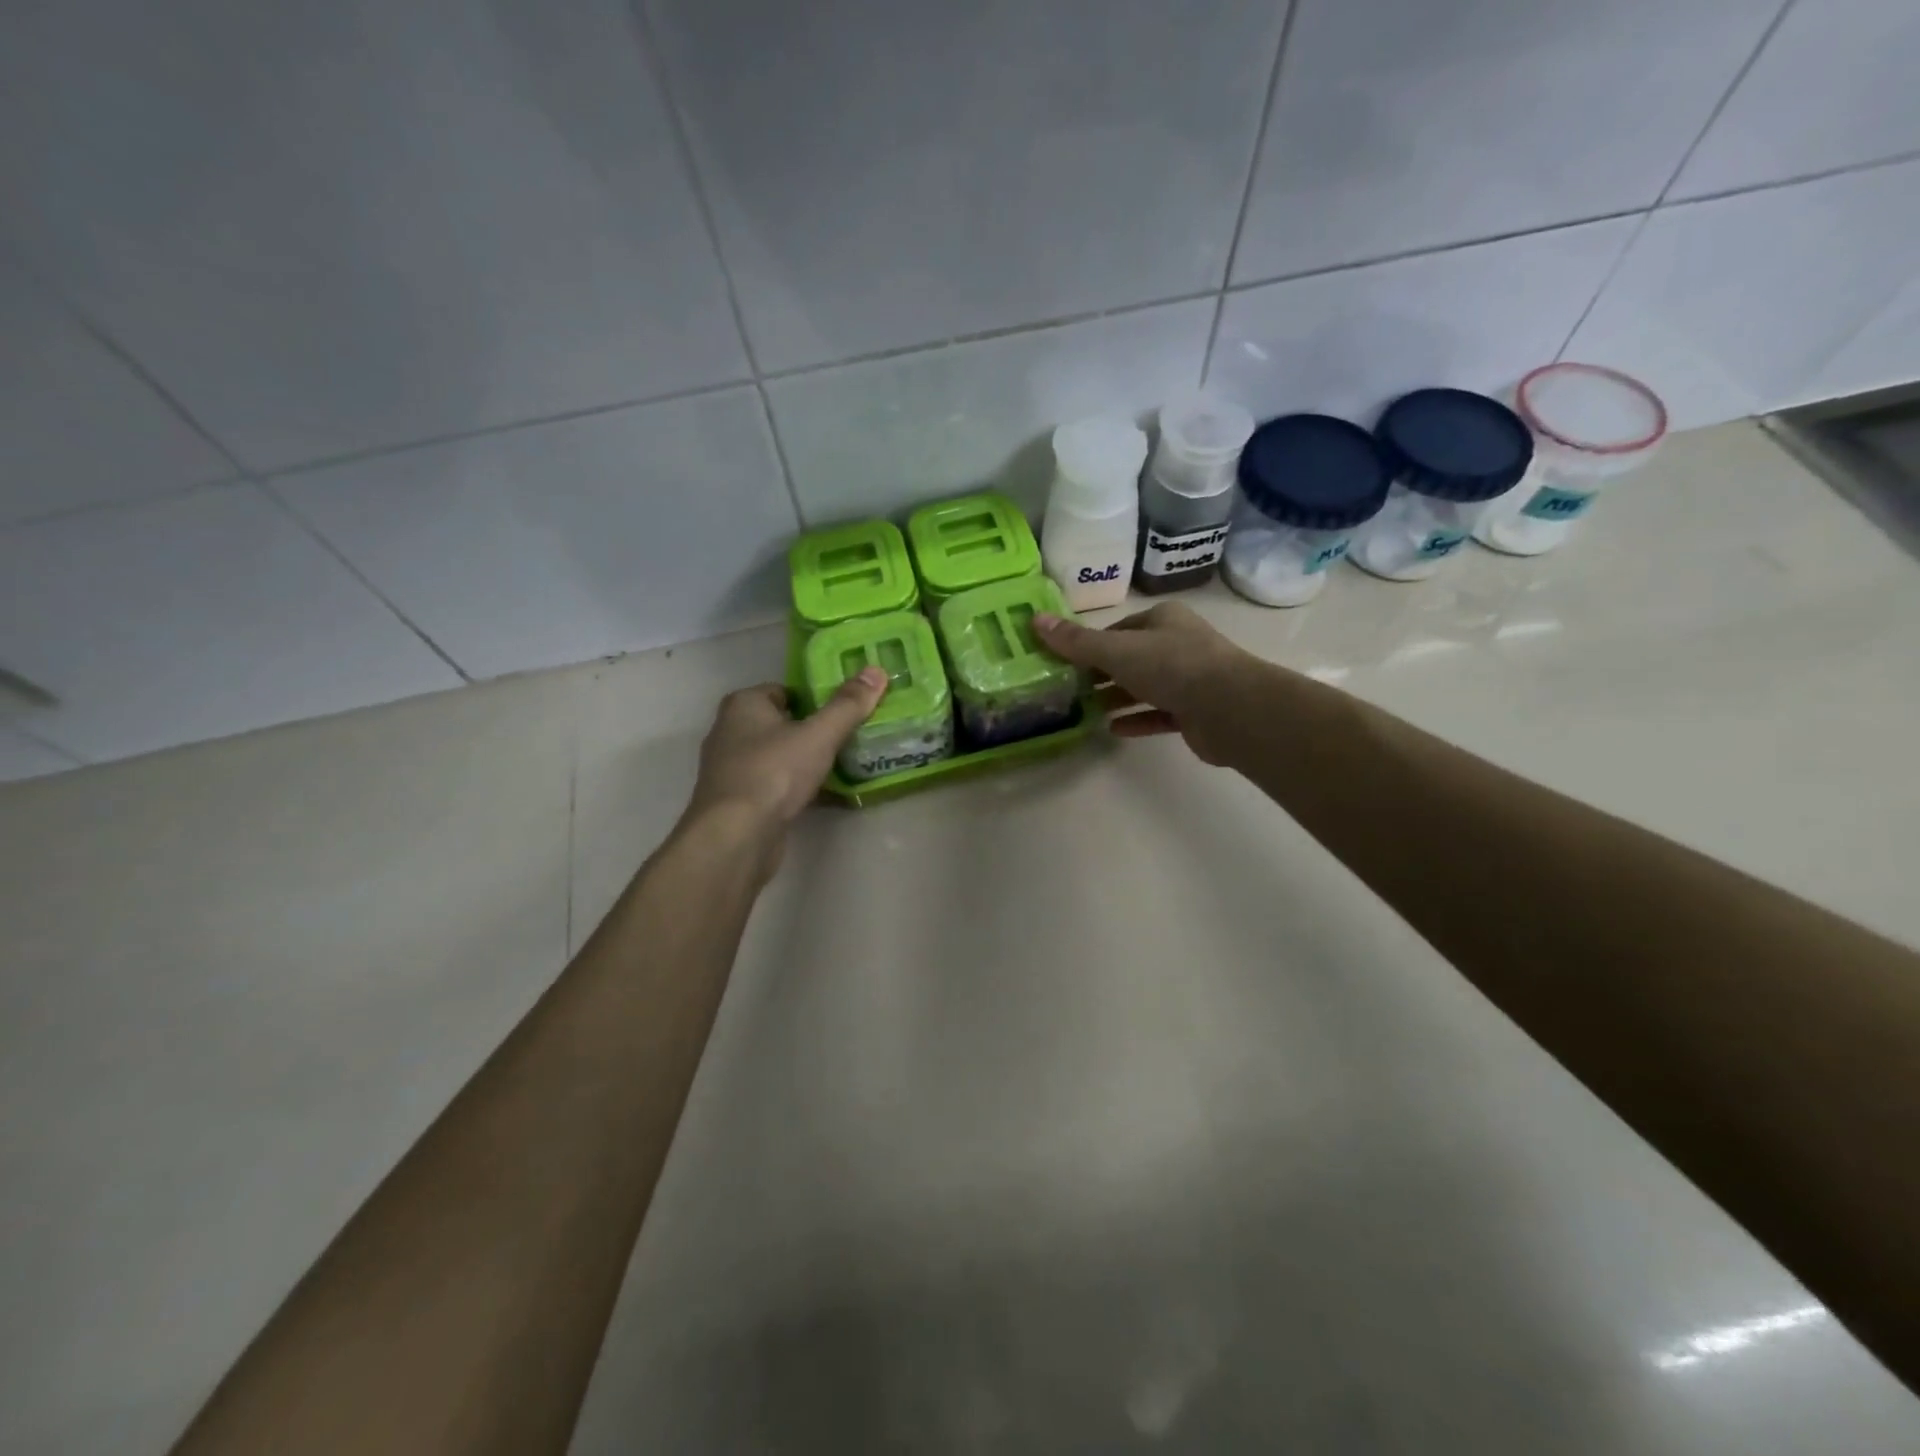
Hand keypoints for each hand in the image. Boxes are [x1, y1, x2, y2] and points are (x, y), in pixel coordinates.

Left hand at [684, 668, 888, 852]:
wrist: (736, 836)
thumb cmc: (774, 772)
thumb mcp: (819, 734)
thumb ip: (848, 704)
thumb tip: (876, 670)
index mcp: (744, 705)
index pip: (785, 690)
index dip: (816, 698)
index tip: (847, 710)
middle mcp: (731, 731)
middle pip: (783, 723)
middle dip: (815, 731)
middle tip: (852, 737)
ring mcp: (733, 769)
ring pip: (780, 756)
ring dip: (808, 761)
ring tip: (847, 765)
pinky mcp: (740, 801)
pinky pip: (777, 785)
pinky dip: (799, 788)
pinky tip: (829, 796)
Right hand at [1034, 601, 1257, 765]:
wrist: (1231, 708)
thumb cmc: (1172, 666)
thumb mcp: (1117, 651)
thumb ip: (1076, 642)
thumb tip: (1035, 620)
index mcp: (1162, 620)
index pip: (1118, 630)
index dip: (1090, 645)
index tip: (1063, 663)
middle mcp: (1177, 644)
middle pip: (1131, 658)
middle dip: (1100, 674)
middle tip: (1068, 690)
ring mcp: (1189, 679)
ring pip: (1145, 686)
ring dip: (1117, 698)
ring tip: (1085, 711)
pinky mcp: (1195, 712)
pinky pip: (1159, 714)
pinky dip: (1137, 720)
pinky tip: (1113, 730)